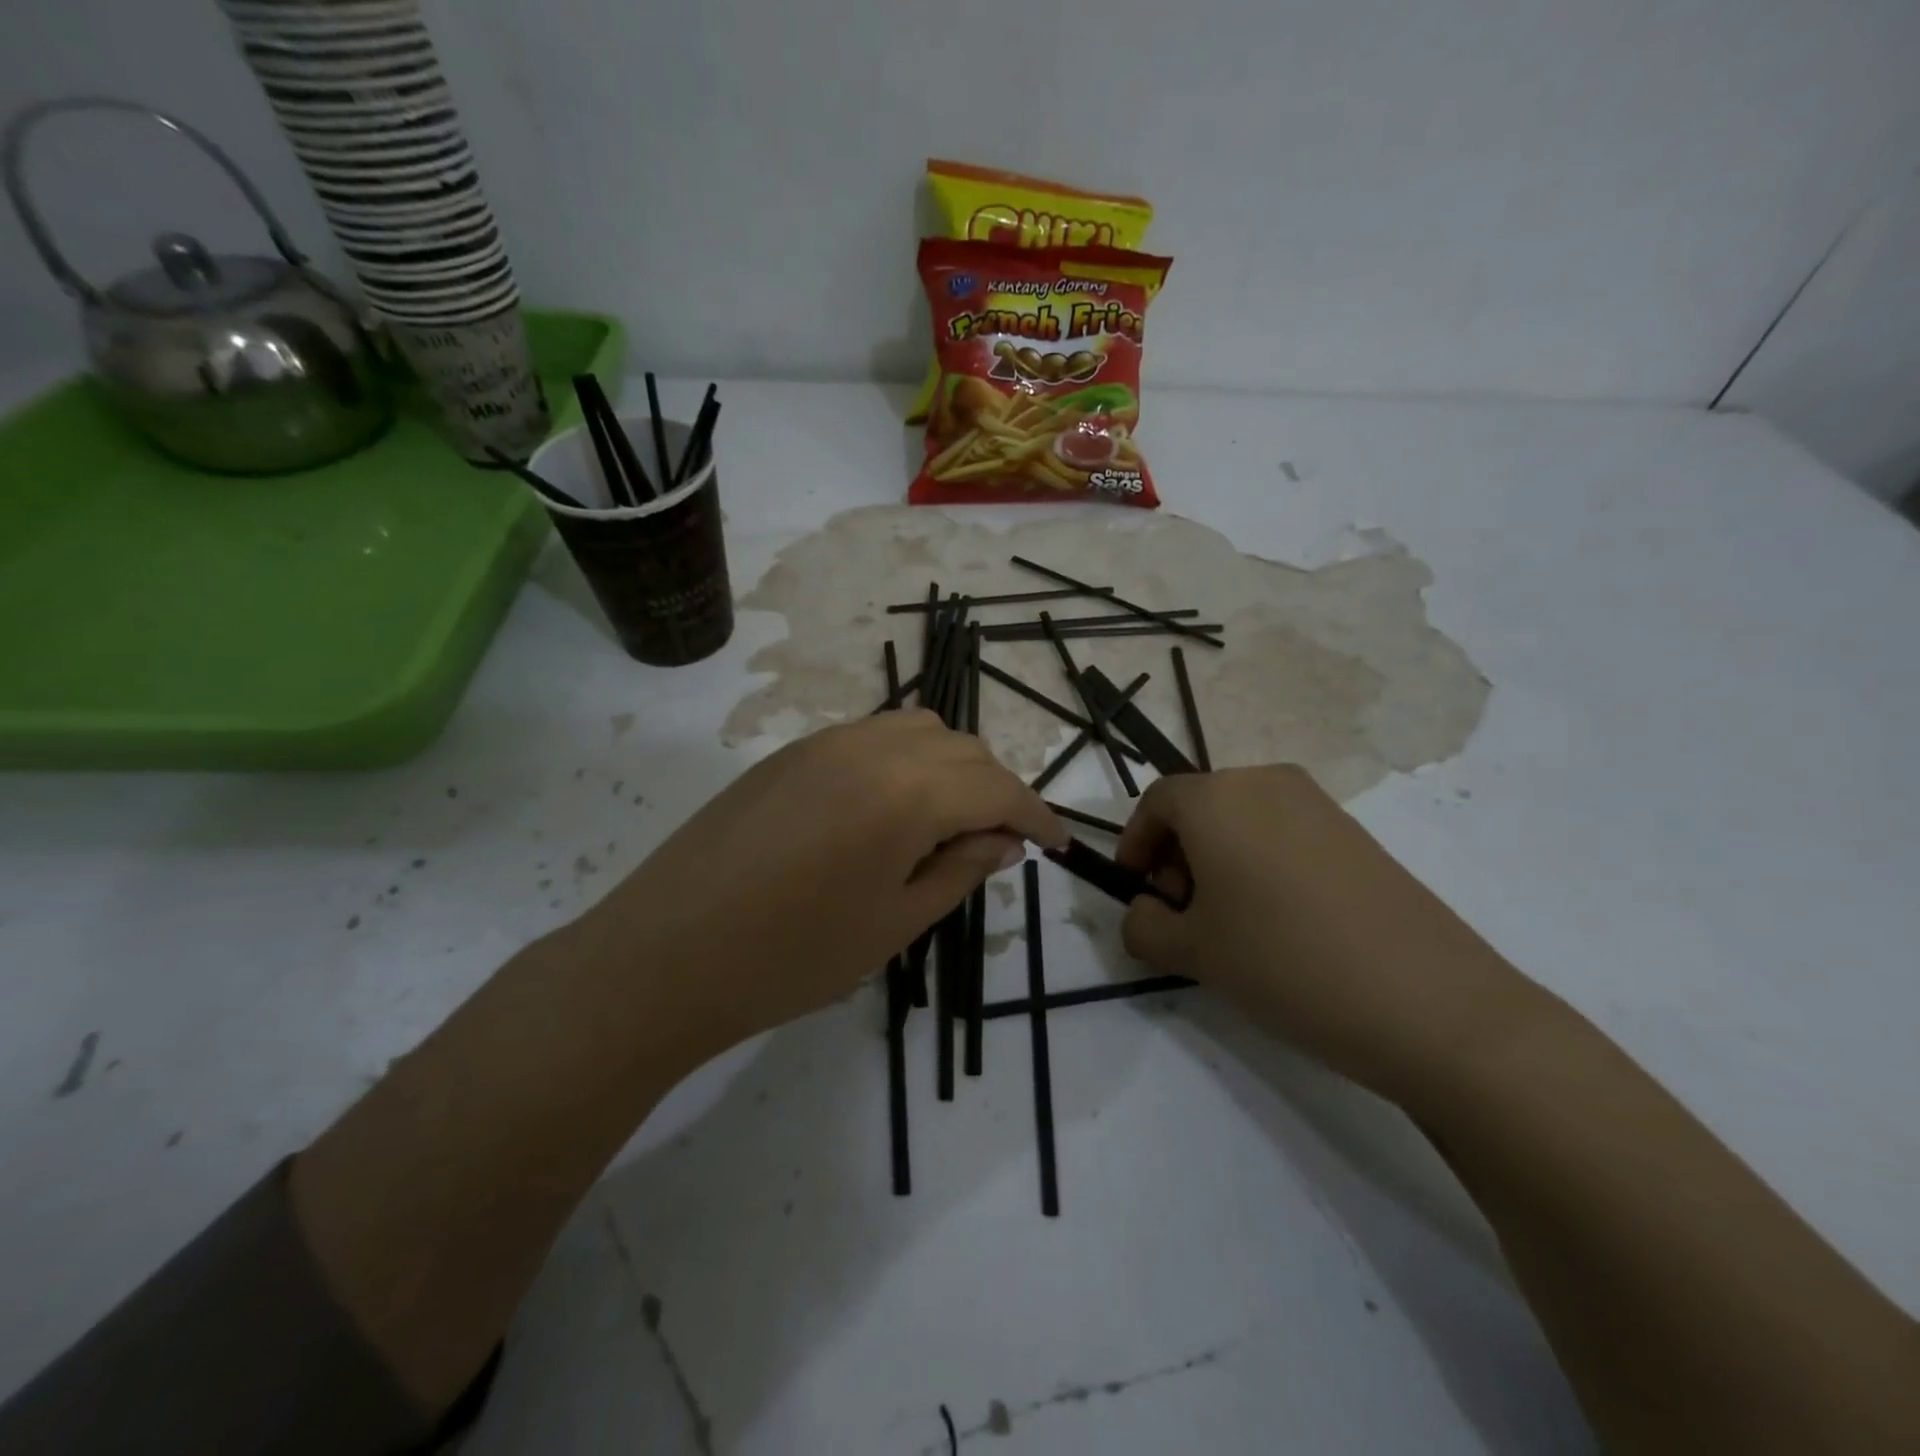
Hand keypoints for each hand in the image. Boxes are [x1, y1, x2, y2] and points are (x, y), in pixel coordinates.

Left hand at [574, 710, 1065, 1056]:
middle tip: (998, 842)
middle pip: (962, 747)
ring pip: (917, 730)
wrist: (662, 957)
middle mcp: (870, 747)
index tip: (1056, 844)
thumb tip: (1003, 843)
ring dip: (950, 766)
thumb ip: (959, 872)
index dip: (1035, 814)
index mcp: (905, 793)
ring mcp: (824, 742)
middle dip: (995, 789)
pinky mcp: (789, 752)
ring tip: (947, 821)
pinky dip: (905, 759)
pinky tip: (890, 808)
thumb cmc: (789, 958)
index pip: (996, 787)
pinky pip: (871, 736)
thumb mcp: (893, 926)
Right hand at [1115, 765, 1536, 1101]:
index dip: (1135, 844)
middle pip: (1200, 807)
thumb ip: (1144, 927)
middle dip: (1177, 856)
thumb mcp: (1193, 952)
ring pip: (1243, 820)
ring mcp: (1318, 804)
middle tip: (1183, 915)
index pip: (1156, 802)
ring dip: (1219, 861)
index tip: (1137, 891)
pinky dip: (1262, 864)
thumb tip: (1144, 914)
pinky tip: (1280, 922)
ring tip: (1231, 924)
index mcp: (1217, 797)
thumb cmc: (1285, 962)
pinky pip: (1285, 834)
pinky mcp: (1356, 833)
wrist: (1431, 1003)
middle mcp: (1266, 782)